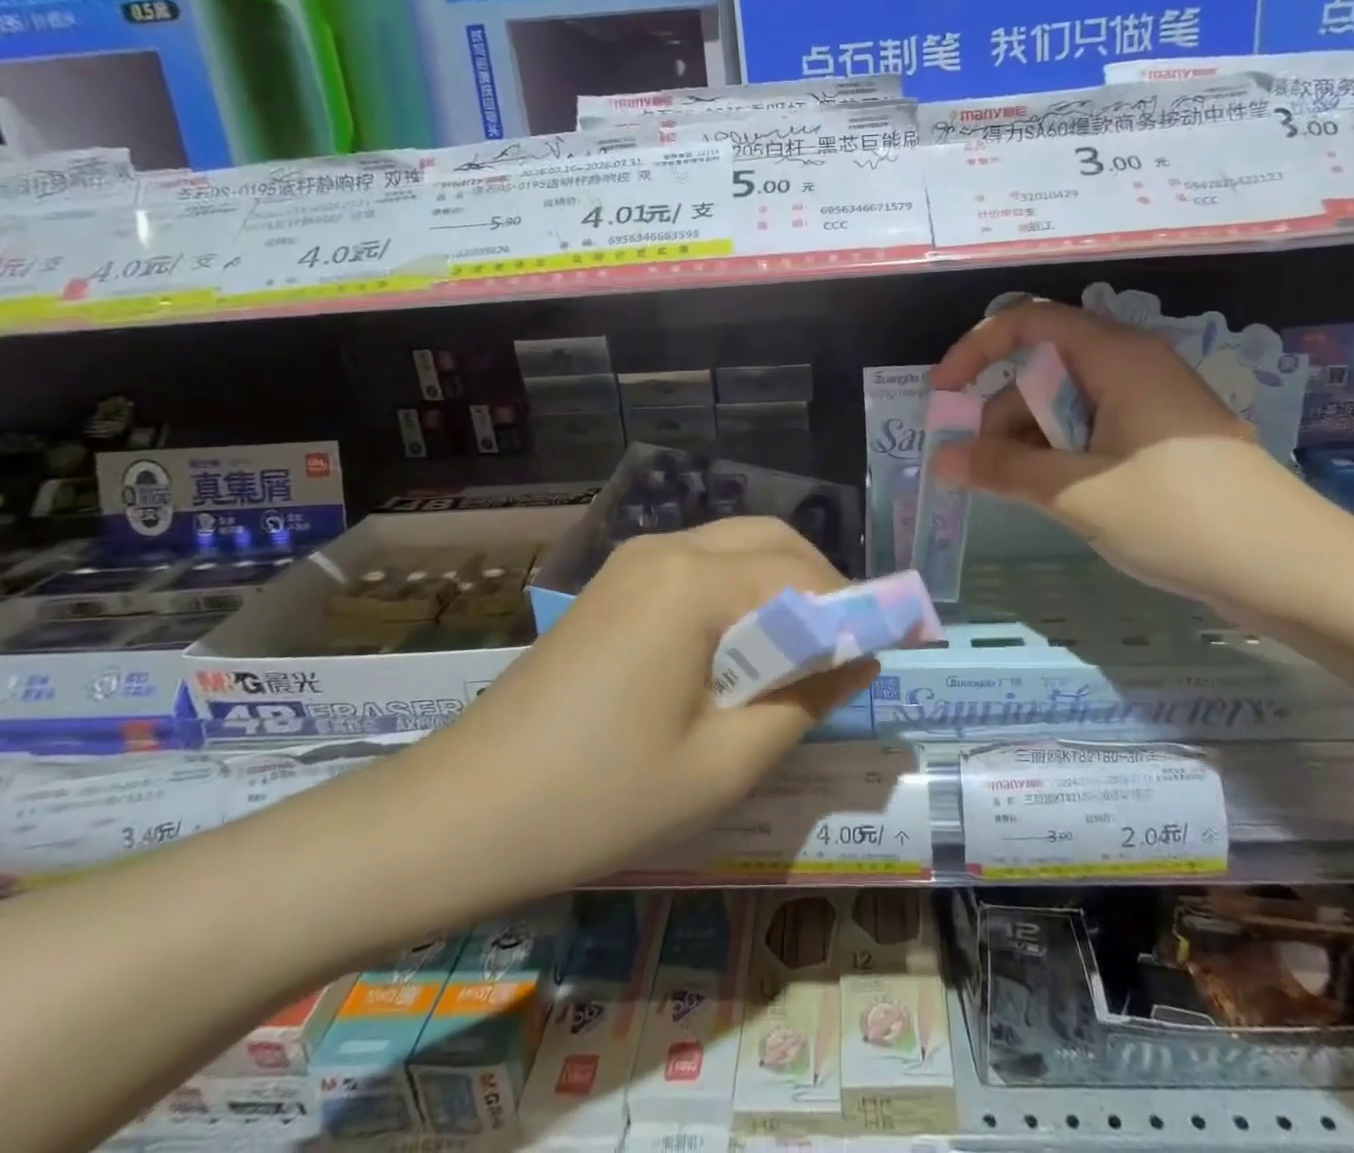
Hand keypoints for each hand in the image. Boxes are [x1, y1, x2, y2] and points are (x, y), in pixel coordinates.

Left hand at [391, 516, 876, 922]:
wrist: (463, 812)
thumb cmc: (600, 798)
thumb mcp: (724, 764)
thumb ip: (806, 699)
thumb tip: (862, 656)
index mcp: (693, 582)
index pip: (802, 573)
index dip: (855, 608)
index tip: (889, 649)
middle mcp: (665, 549)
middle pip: (771, 541)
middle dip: (820, 586)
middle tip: (841, 654)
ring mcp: (632, 562)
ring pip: (735, 548)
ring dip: (779, 588)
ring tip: (796, 659)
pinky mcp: (614, 586)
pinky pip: (698, 568)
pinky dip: (738, 595)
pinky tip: (738, 652)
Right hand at [931, 300, 1314, 609]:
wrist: (1295, 570)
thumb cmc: (1181, 517)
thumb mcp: (1077, 494)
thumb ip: (1003, 470)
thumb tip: (942, 459)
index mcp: (1116, 356)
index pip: (1029, 320)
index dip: (976, 349)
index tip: (942, 394)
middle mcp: (1132, 366)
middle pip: (1043, 370)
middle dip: (1002, 415)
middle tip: (981, 472)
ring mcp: (1151, 403)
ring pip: (1066, 406)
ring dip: (1030, 444)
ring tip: (1021, 496)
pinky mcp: (1162, 439)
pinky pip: (1093, 432)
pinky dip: (1061, 457)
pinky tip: (1057, 498)